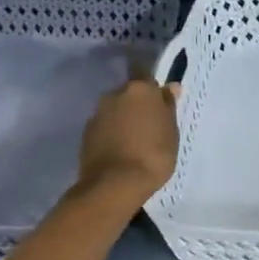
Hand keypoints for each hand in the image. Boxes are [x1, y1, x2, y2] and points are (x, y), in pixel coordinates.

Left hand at [76, 78, 179, 206]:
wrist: (114, 185)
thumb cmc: (153, 155)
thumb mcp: (171, 132)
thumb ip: (168, 107)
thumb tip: (170, 87)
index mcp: (140, 89)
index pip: (146, 74)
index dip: (153, 88)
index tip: (159, 101)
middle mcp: (115, 94)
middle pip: (129, 93)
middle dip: (137, 104)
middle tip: (149, 124)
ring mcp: (97, 113)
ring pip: (115, 110)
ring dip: (123, 119)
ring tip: (134, 141)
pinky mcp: (86, 133)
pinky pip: (104, 127)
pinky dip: (111, 133)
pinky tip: (120, 150)